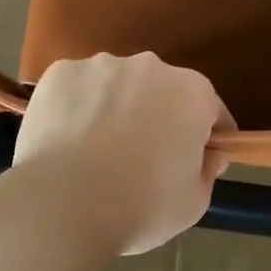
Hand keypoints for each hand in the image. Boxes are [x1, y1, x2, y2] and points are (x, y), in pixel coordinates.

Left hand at [11, 53, 231, 255]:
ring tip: (97, 150)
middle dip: (158, 116)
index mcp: (190, 92)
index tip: (200, 159)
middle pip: (161, 91)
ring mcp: (101, 65)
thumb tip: (208, 154)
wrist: (63, 204)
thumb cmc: (139, 206)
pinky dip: (77, 107)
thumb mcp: (192, 203)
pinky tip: (67, 140)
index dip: (208, 136)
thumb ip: (207, 171)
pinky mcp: (60, 72)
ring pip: (116, 85)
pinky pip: (77, 88)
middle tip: (143, 157)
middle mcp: (149, 66)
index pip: (210, 109)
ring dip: (115, 107)